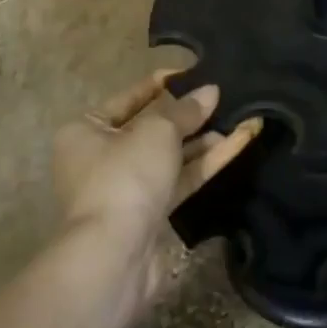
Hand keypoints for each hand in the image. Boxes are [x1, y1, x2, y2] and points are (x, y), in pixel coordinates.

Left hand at [52, 71, 262, 308]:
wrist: (115, 255)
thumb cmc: (125, 176)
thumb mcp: (157, 131)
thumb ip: (186, 110)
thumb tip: (211, 91)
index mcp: (86, 131)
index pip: (128, 98)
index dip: (162, 84)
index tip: (194, 72)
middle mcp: (102, 158)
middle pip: (152, 128)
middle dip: (189, 115)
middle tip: (223, 97)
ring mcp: (127, 188)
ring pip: (171, 156)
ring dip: (203, 139)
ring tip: (240, 118)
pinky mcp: (151, 214)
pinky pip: (181, 179)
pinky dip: (206, 162)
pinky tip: (238, 143)